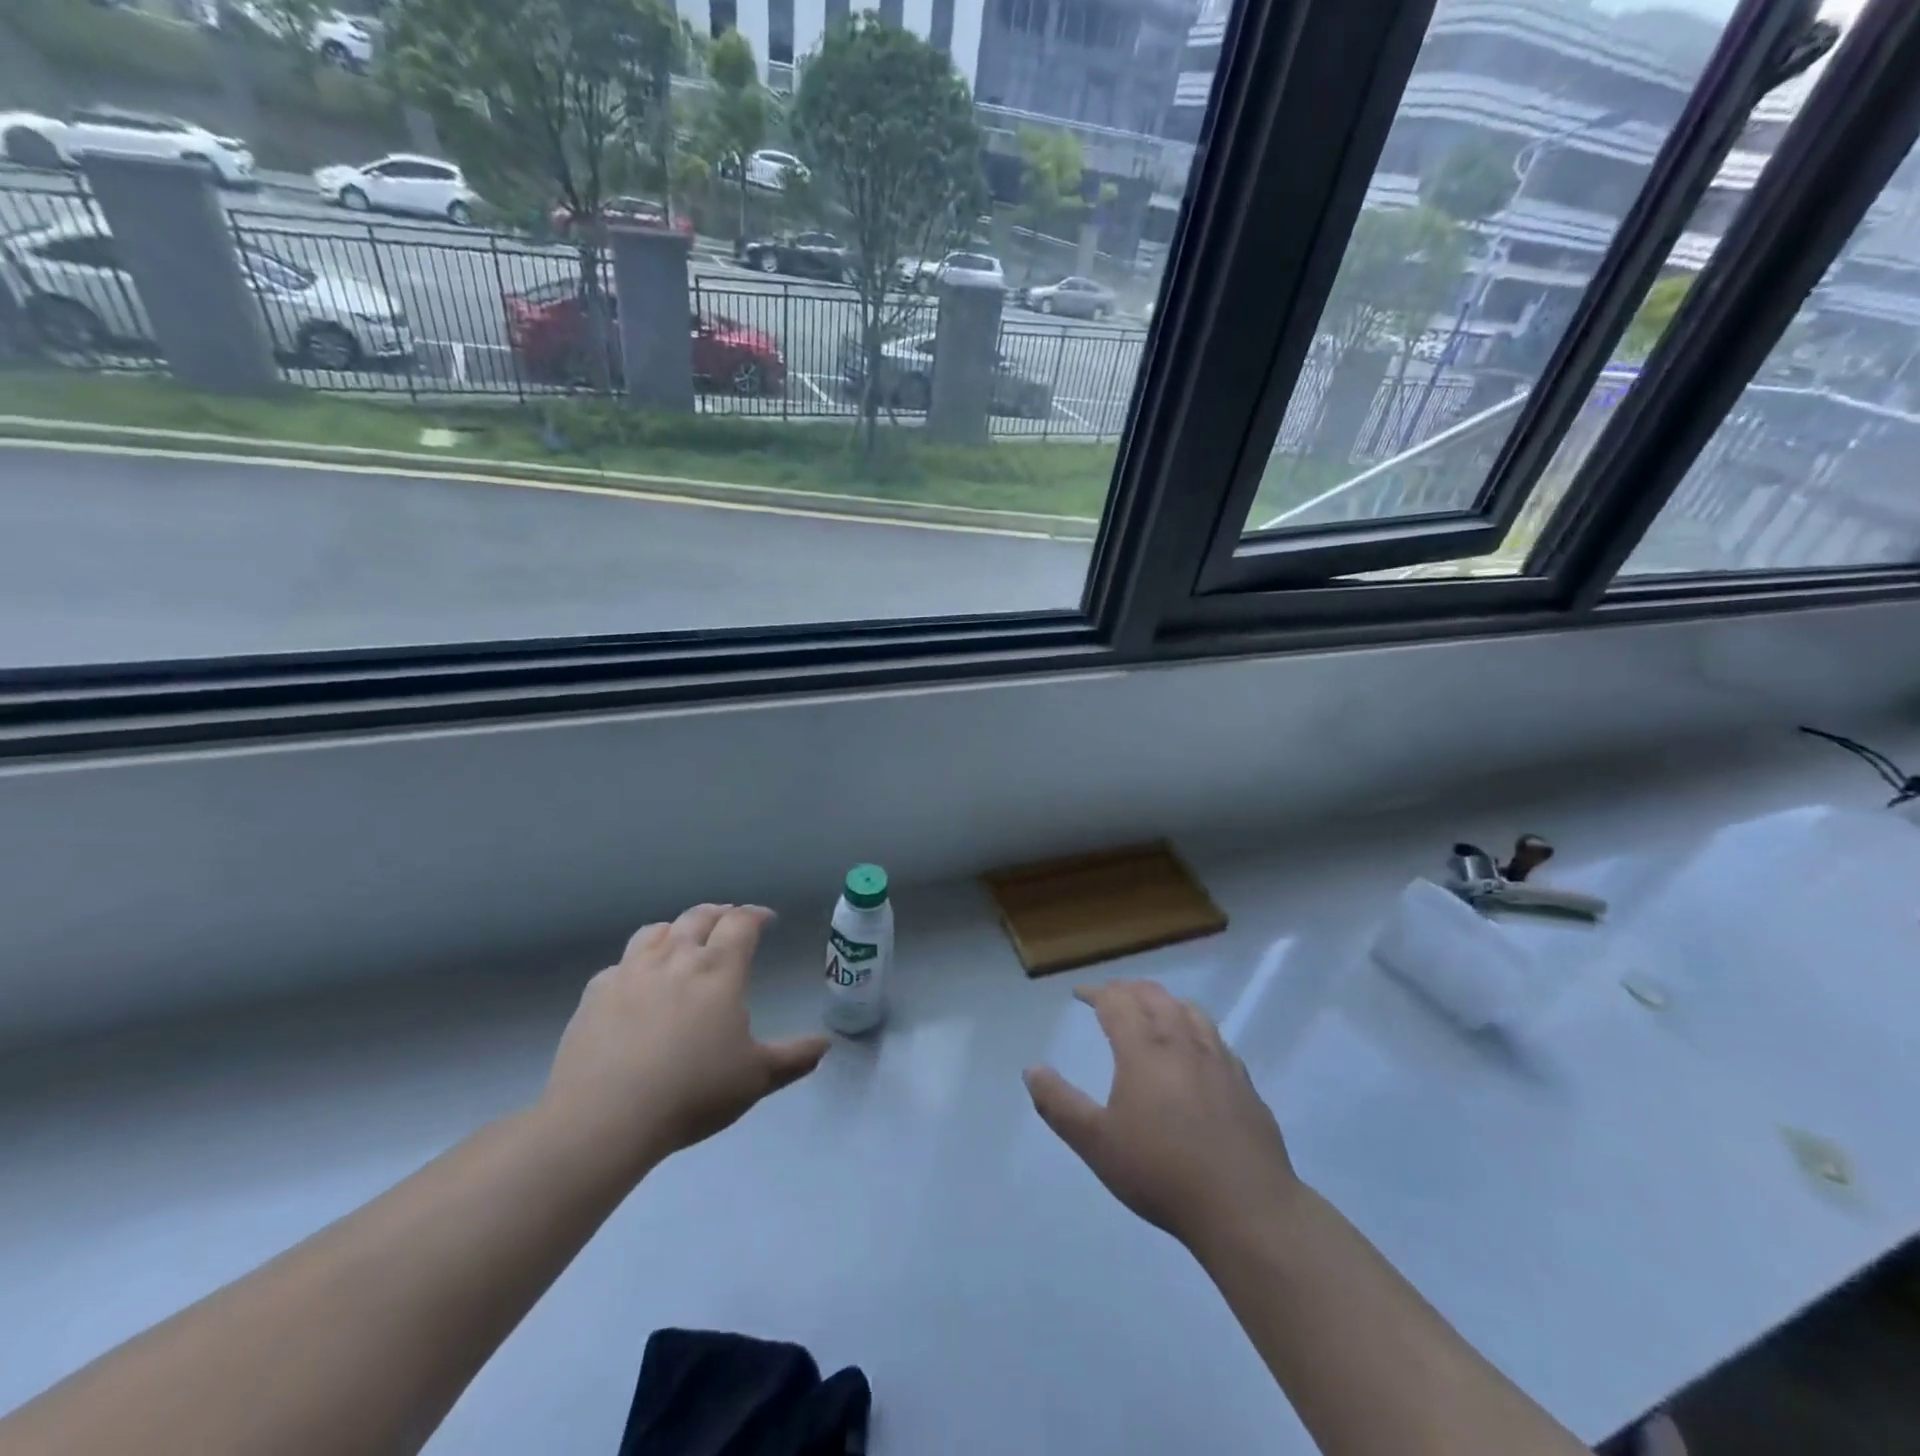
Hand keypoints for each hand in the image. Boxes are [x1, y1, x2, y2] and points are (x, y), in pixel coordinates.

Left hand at [541, 904, 829, 1176]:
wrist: (604, 1117)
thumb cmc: (692, 1092)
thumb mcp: (756, 1079)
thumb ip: (793, 1057)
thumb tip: (826, 1044)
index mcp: (719, 969)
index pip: (741, 922)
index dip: (756, 915)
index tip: (766, 918)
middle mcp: (676, 957)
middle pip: (699, 916)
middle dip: (719, 913)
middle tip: (729, 920)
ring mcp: (630, 971)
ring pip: (656, 931)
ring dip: (676, 928)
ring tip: (682, 939)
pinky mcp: (595, 993)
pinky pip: (620, 964)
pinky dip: (637, 963)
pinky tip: (637, 982)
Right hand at [1025, 980, 1300, 1254]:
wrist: (1245, 1207)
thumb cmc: (1161, 1172)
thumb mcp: (1096, 1143)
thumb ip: (1059, 1104)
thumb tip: (1031, 1069)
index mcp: (1144, 1049)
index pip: (1116, 1002)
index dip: (1096, 992)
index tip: (1080, 994)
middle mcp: (1181, 1041)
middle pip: (1154, 996)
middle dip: (1128, 990)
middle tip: (1112, 996)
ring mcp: (1218, 1059)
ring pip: (1189, 1010)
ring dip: (1164, 1001)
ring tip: (1152, 1010)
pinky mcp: (1243, 1081)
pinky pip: (1215, 1036)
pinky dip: (1195, 1026)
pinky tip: (1195, 1048)